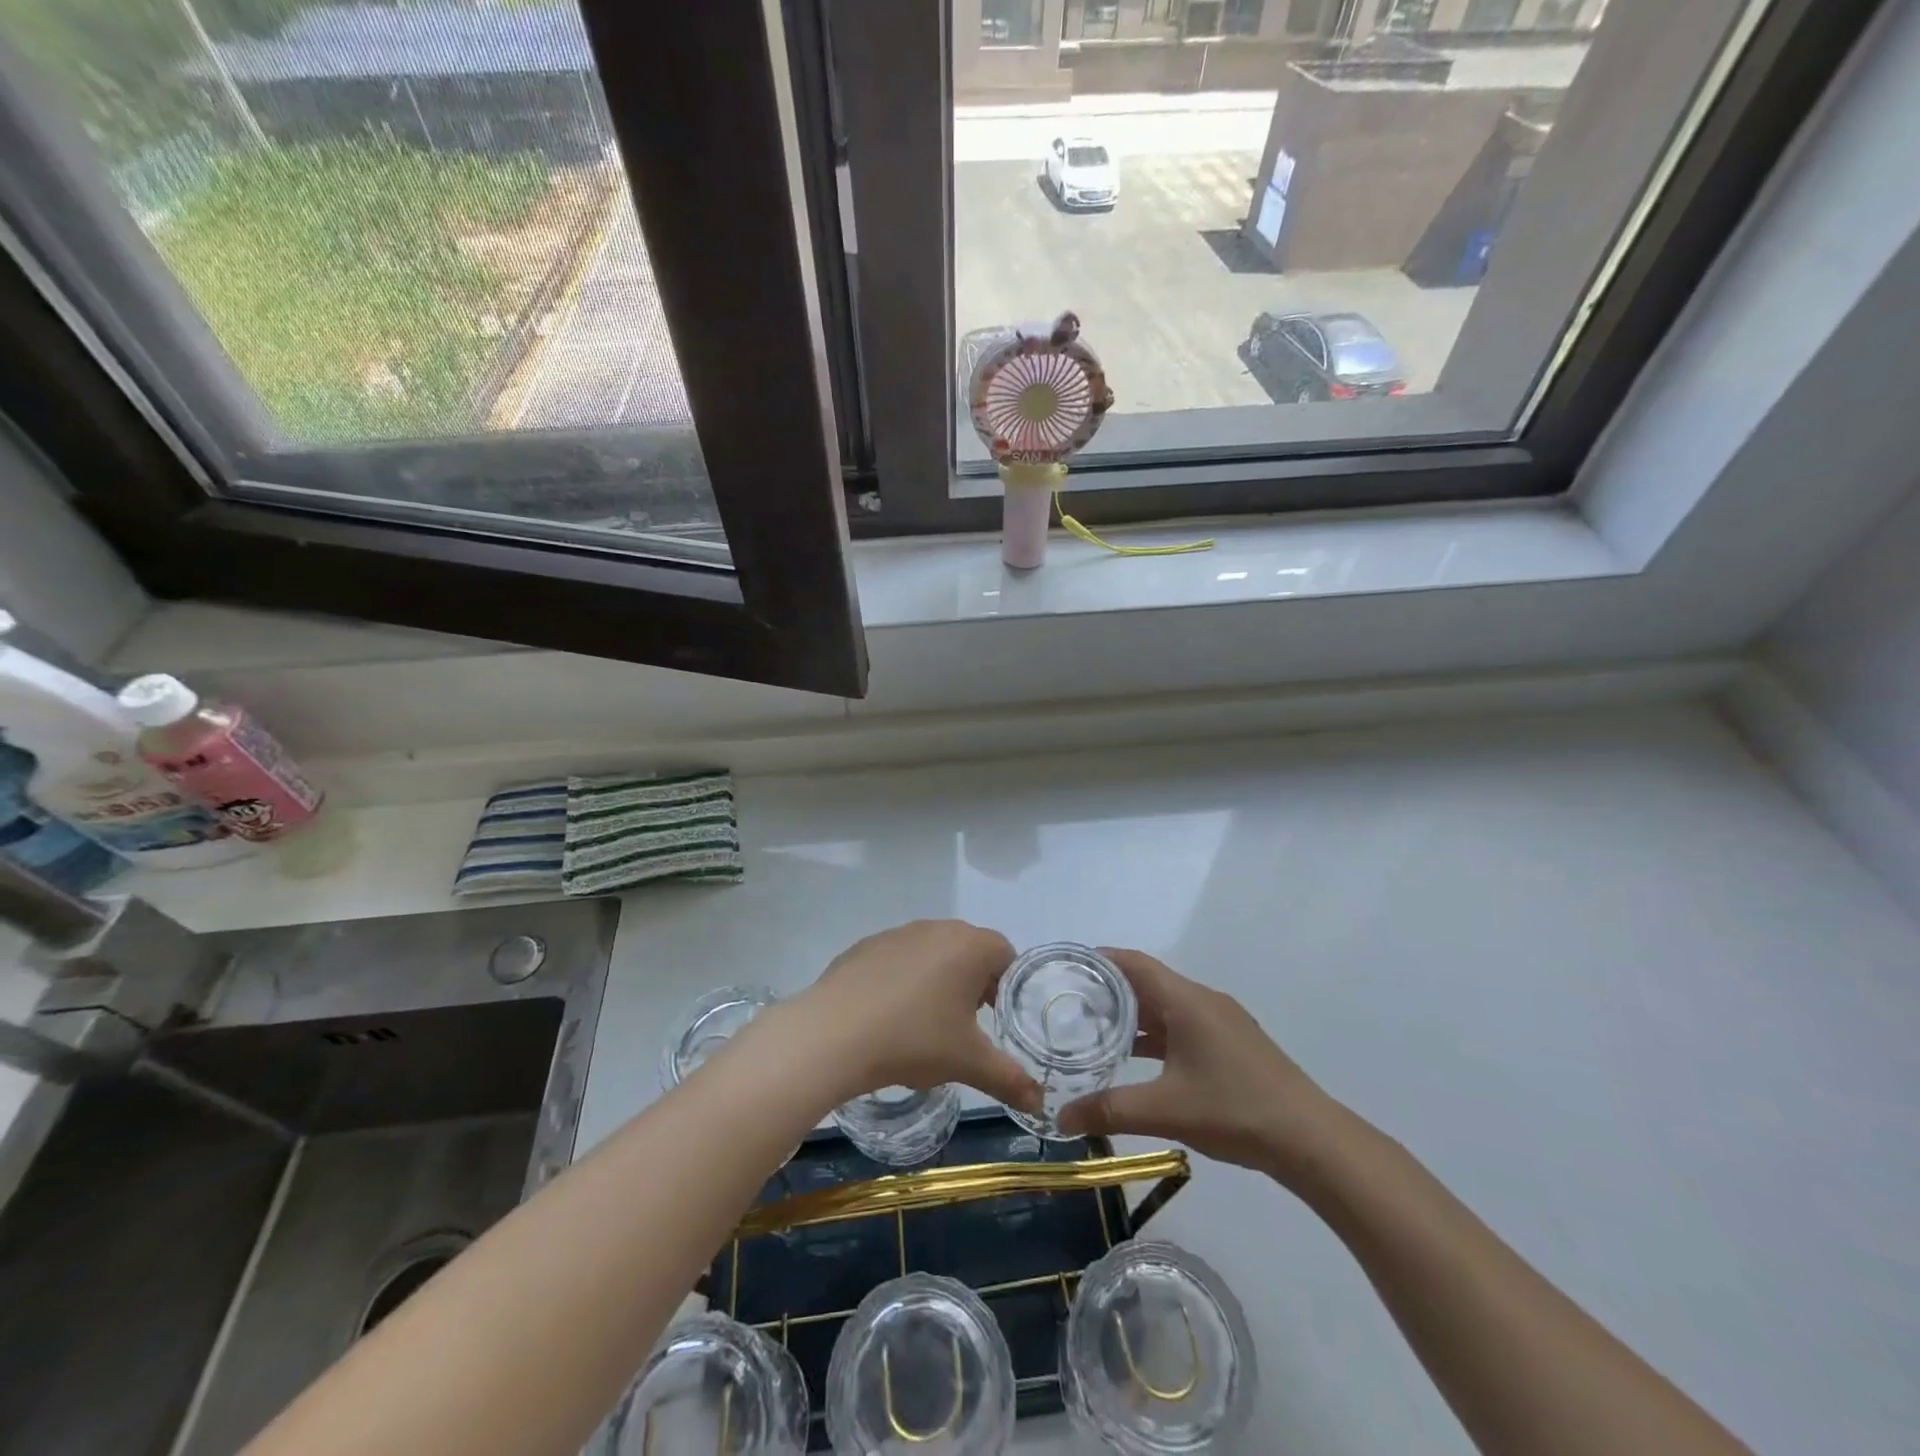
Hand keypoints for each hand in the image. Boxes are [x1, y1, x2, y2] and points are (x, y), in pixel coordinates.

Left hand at [790, 920, 1042, 1112]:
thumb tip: (1040, 1105)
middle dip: (972, 983)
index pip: (1005, 954)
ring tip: (924, 1024)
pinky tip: (888, 1016)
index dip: (1006, 986)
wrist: (835, 1032)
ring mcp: (898, 934)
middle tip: (963, 1025)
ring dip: (937, 980)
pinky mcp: (866, 946)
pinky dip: (901, 981)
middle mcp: (937, 929)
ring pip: (932, 953)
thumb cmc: (915, 1039)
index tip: (994, 1019)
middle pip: (969, 950)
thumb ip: (1010, 1080)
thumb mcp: (968, 1063)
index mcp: (970, 946)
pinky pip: (897, 959)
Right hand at [1057, 949, 1337, 1180]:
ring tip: (1093, 1030)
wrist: (1311, 1140)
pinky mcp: (1232, 1045)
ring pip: (1166, 1007)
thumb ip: (1109, 1109)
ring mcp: (1221, 1023)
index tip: (1066, 969)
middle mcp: (1203, 1001)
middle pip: (1148, 983)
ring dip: (1133, 1016)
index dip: (1100, 960)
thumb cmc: (1235, 1110)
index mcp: (1187, 1001)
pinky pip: (1183, 1026)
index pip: (1134, 963)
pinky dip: (1155, 1034)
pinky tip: (1137, 1059)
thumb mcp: (1165, 1110)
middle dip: (1109, 991)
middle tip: (1069, 1005)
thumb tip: (1061, 1117)